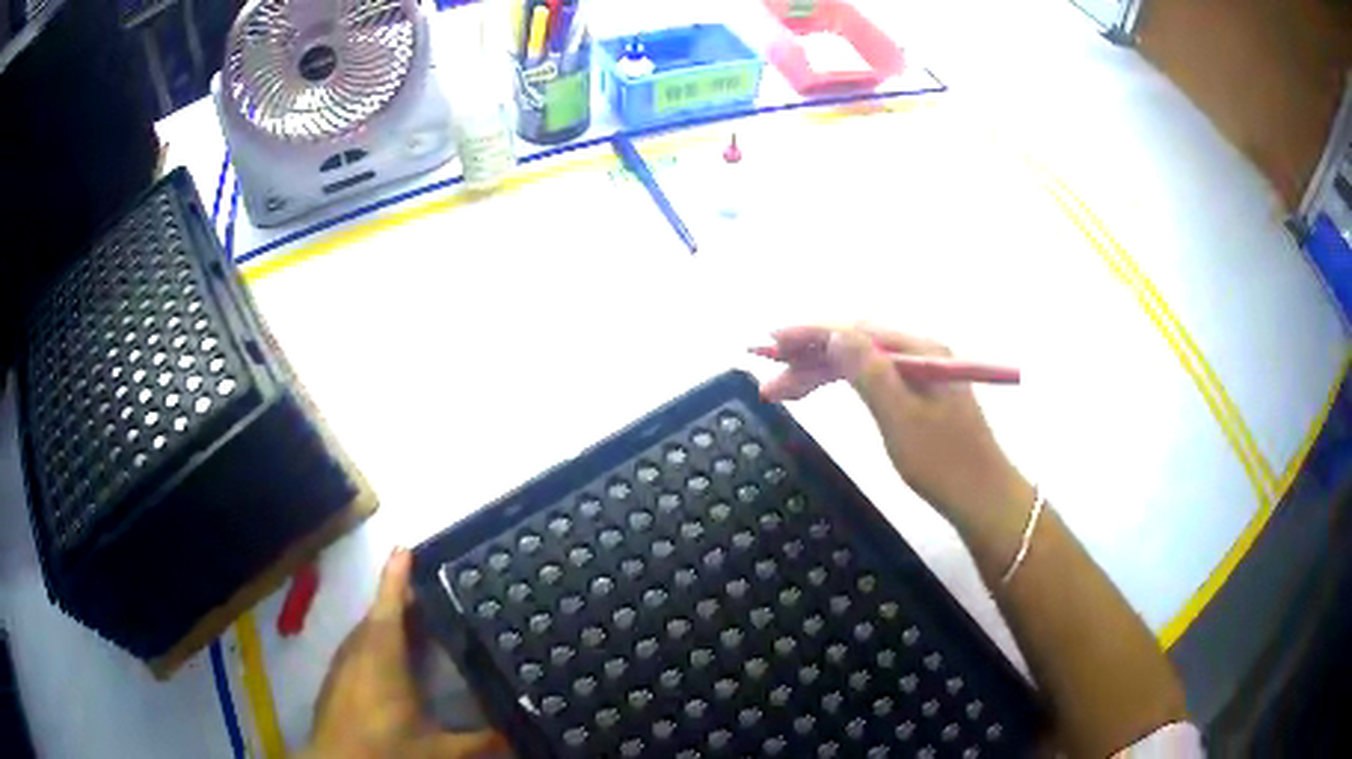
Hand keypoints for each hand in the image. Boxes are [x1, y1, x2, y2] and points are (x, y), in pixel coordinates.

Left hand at [306, 549, 506, 758]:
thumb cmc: (386, 751)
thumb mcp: (441, 751)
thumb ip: (481, 741)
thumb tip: (518, 735)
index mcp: (382, 657)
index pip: (390, 606)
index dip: (397, 577)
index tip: (405, 548)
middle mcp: (358, 653)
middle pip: (377, 616)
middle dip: (398, 600)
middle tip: (428, 592)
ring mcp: (342, 668)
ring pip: (365, 634)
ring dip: (385, 623)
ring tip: (413, 624)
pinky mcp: (335, 684)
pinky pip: (357, 651)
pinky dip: (374, 645)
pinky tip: (389, 665)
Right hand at [760, 324, 1031, 531]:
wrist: (982, 499)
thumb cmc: (945, 464)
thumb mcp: (901, 419)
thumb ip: (869, 373)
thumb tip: (834, 332)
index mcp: (919, 350)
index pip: (854, 331)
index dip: (809, 334)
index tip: (768, 343)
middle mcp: (918, 353)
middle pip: (853, 344)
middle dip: (807, 358)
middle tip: (767, 380)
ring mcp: (918, 373)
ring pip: (858, 362)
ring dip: (818, 372)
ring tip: (780, 391)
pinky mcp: (916, 395)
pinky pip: (870, 379)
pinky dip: (840, 384)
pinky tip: (819, 389)